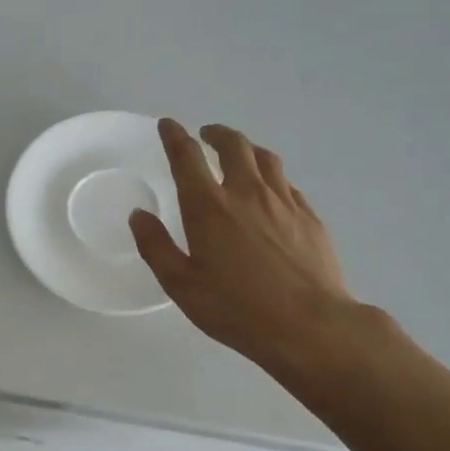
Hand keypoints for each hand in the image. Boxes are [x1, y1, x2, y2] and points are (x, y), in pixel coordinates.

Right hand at [130, 119, 359, 383]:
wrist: (309, 325)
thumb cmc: (235, 308)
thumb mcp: (181, 284)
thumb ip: (155, 246)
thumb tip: (139, 215)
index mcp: (208, 206)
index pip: (187, 156)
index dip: (175, 136)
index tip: (168, 125)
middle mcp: (246, 192)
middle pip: (233, 145)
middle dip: (216, 134)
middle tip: (206, 135)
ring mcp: (283, 202)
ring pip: (265, 158)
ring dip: (247, 149)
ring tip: (239, 154)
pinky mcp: (310, 216)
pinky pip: (287, 183)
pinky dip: (272, 177)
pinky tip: (271, 191)